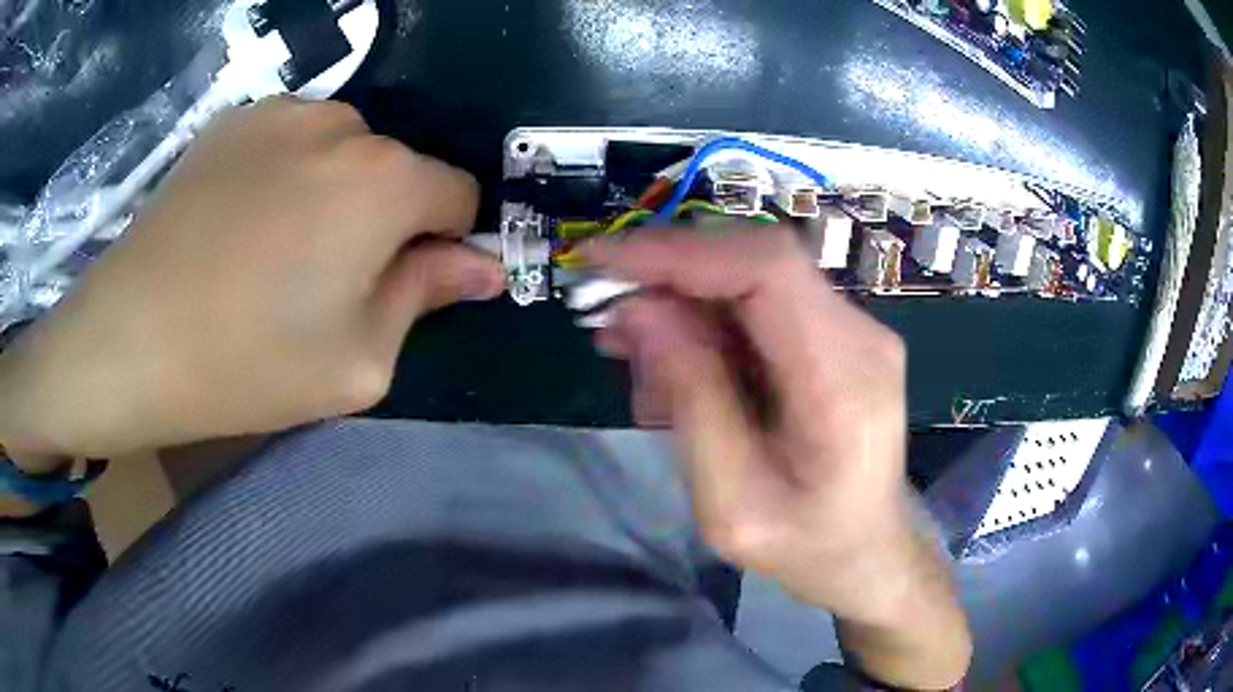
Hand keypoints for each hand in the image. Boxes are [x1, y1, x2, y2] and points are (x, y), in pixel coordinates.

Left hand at [0, 97, 503, 459]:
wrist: (129, 338)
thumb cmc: (246, 363)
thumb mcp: (357, 359)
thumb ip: (426, 297)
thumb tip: (482, 266)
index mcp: (385, 181)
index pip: (458, 194)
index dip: (443, 242)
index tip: (401, 284)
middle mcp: (343, 124)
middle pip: (396, 169)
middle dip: (382, 218)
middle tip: (324, 280)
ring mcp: (281, 112)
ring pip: (342, 149)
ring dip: (333, 191)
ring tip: (276, 249)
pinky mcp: (234, 119)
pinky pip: (289, 140)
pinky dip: (285, 173)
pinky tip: (240, 221)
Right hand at [586, 227, 969, 688]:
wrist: (868, 552)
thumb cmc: (805, 546)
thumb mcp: (729, 504)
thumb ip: (691, 401)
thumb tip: (640, 310)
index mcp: (844, 382)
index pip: (767, 269)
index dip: (679, 251)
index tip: (602, 261)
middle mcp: (861, 337)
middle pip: (758, 260)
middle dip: (670, 271)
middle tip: (605, 311)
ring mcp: (855, 331)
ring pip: (753, 277)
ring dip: (684, 299)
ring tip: (632, 347)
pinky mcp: (837, 337)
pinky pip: (762, 305)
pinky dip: (707, 320)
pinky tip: (673, 360)